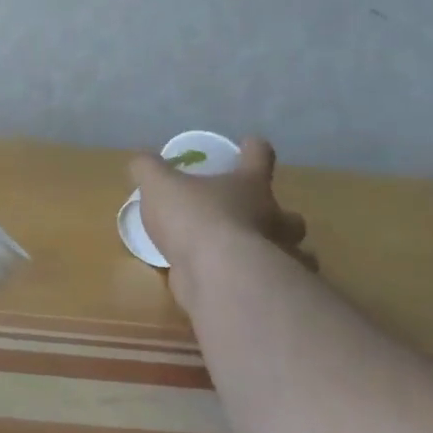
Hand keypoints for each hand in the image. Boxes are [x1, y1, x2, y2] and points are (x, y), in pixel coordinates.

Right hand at [131, 137, 314, 311]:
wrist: (217, 274)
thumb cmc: (194, 218)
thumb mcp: (159, 186)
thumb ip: (149, 170)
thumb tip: (141, 160)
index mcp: (250, 185)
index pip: (259, 157)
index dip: (253, 149)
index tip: (249, 145)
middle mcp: (271, 218)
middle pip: (288, 214)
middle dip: (279, 215)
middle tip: (258, 217)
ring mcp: (274, 256)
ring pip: (291, 252)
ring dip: (279, 253)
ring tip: (254, 258)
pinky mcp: (264, 288)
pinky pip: (268, 285)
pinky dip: (261, 285)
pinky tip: (244, 287)